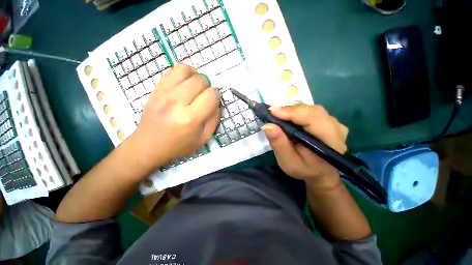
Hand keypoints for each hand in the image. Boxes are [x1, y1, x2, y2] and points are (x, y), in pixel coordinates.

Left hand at [128, 63, 219, 170]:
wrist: (149, 145)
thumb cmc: (179, 145)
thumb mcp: (204, 138)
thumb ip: (214, 119)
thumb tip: (216, 102)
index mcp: (191, 119)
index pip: (211, 95)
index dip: (216, 96)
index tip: (213, 102)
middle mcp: (176, 103)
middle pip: (200, 80)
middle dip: (208, 86)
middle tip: (204, 96)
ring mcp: (163, 94)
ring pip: (186, 69)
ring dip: (196, 76)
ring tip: (195, 86)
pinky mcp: (155, 89)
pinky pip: (172, 70)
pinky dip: (183, 73)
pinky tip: (184, 84)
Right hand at [263, 103, 347, 187]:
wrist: (320, 172)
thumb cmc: (304, 169)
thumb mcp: (288, 161)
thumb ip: (279, 144)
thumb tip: (268, 125)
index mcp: (330, 142)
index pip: (312, 119)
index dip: (291, 112)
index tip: (272, 112)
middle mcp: (336, 128)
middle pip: (311, 110)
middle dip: (289, 111)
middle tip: (272, 115)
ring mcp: (334, 123)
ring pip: (311, 108)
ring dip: (292, 111)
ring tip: (280, 117)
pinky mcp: (328, 120)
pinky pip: (312, 110)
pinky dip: (297, 112)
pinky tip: (289, 119)